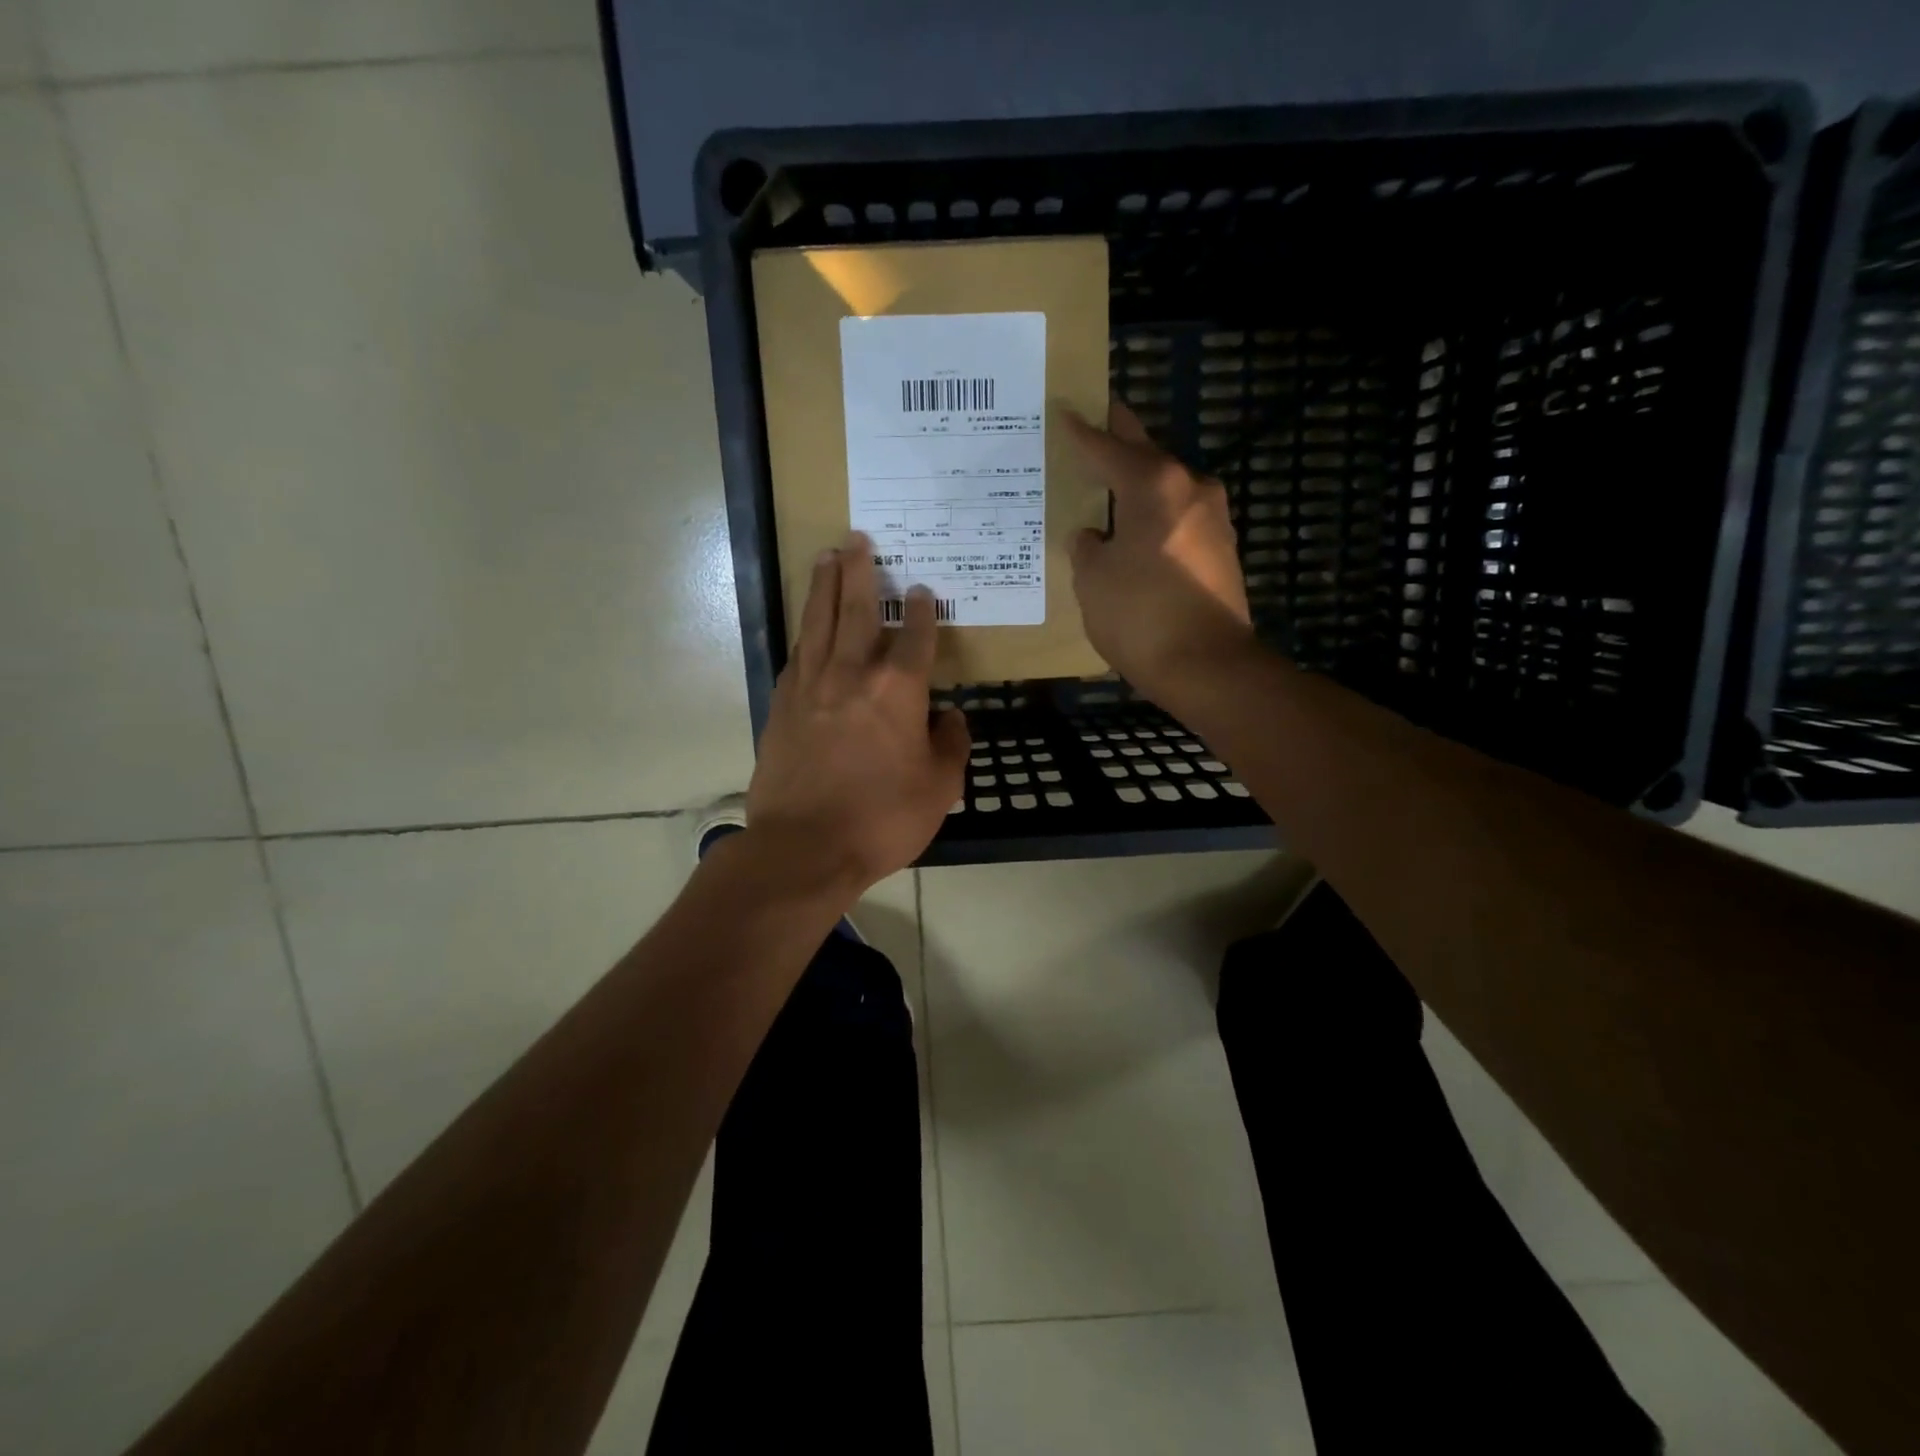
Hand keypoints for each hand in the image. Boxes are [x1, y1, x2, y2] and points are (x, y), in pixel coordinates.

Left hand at [745, 533, 970, 893]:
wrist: (803, 848)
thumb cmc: (881, 819)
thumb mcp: (939, 789)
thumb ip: (951, 746)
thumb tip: (949, 718)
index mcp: (897, 690)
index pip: (914, 637)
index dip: (921, 612)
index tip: (922, 592)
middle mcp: (851, 675)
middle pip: (855, 610)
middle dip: (860, 572)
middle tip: (858, 540)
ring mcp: (810, 687)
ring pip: (817, 623)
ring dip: (824, 587)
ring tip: (827, 557)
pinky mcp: (781, 707)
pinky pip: (796, 656)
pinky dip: (804, 635)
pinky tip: (806, 628)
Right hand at [1063, 401, 1256, 705]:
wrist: (1208, 666)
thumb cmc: (1140, 615)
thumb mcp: (1093, 579)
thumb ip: (1086, 547)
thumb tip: (1093, 536)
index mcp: (1154, 485)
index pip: (1109, 447)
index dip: (1082, 432)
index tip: (1065, 411)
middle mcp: (1190, 489)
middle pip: (1146, 455)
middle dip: (1118, 441)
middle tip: (1091, 426)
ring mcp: (1214, 519)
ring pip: (1166, 488)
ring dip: (1138, 483)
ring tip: (1105, 484)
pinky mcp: (1222, 550)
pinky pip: (1178, 518)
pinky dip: (1153, 516)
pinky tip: (1133, 529)